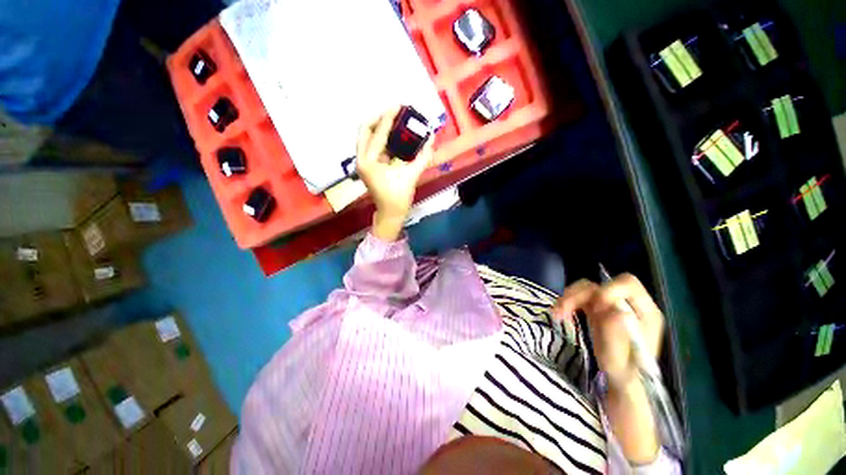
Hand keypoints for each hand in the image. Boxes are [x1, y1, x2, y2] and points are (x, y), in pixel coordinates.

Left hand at [357, 106, 433, 240]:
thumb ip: (422, 157)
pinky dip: (382, 139)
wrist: (390, 215)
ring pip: (367, 138)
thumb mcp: (411, 176)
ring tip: (394, 121)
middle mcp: (361, 159)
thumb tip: (432, 139)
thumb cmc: (398, 198)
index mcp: (369, 162)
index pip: (378, 134)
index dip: (388, 118)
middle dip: (378, 119)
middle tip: (393, 113)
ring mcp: (363, 163)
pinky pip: (373, 147)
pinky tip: (394, 136)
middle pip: (365, 130)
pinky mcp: (368, 167)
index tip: (397, 105)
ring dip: (379, 128)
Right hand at [553, 274, 663, 390]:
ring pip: (586, 289)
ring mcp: (611, 305)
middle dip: (579, 294)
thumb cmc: (624, 373)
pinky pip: (579, 297)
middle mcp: (627, 303)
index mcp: (644, 311)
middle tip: (564, 310)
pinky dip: (567, 303)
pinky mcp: (597, 309)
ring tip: (557, 313)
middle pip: (601, 284)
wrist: (620, 381)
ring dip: (568, 298)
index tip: (595, 309)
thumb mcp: (621, 357)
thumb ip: (617, 332)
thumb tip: (614, 310)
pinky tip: (559, 314)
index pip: (627, 285)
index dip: (608, 291)